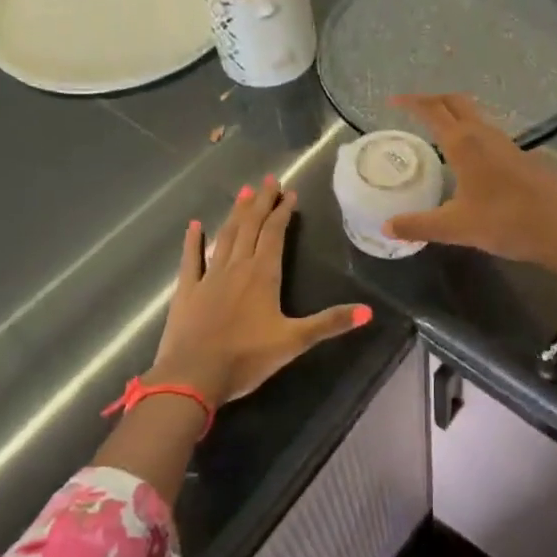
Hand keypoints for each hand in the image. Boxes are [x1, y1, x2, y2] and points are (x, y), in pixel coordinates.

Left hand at [150, 175, 371, 405]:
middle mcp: (236, 267)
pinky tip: (194, 225)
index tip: (290, 193)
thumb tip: (369, 311)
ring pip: (225, 236)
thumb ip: (330, 323)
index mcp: (263, 274)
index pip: (274, 234)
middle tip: (268, 180)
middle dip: (261, 202)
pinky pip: (190, 259)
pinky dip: (193, 241)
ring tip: (244, 192)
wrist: (192, 376)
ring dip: (235, 213)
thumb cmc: (247, 358)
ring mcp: (208, 277)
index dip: (283, 212)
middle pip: (250, 227)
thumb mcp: (294, 341)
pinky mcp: (187, 291)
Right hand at [384, 94, 556, 282]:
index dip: (411, 103)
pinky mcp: (522, 157)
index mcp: (464, 143)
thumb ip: (419, 225)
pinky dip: (470, 133)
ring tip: (436, 130)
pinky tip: (469, 158)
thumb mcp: (456, 227)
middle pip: (455, 103)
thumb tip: (386, 226)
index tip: (392, 101)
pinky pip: (488, 134)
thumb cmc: (507, 221)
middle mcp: (485, 134)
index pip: (432, 110)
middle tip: (412, 108)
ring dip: (454, 115)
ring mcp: (507, 144)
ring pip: (475, 117)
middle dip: (432, 100)